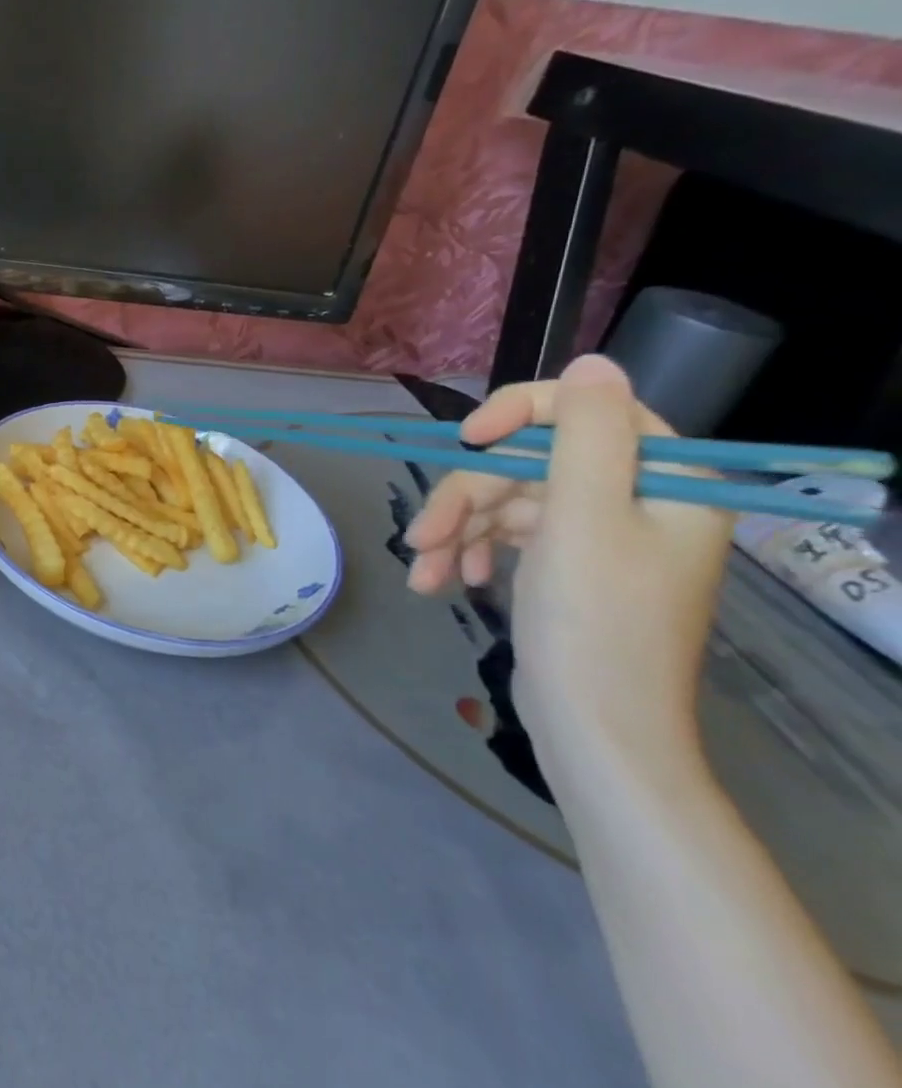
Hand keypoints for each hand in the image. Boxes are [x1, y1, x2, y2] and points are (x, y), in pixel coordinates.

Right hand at [404, 356, 732, 753]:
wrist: (595, 726)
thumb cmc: (595, 621)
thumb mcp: (585, 517)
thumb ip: (586, 434)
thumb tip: (591, 361)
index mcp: (664, 480)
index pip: (586, 411)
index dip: (517, 414)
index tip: (466, 441)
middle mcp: (634, 499)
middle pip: (527, 464)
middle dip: (466, 499)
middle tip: (422, 538)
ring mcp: (596, 533)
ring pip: (505, 500)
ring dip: (457, 531)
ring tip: (424, 571)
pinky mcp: (564, 563)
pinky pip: (506, 535)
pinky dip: (470, 552)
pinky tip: (445, 582)